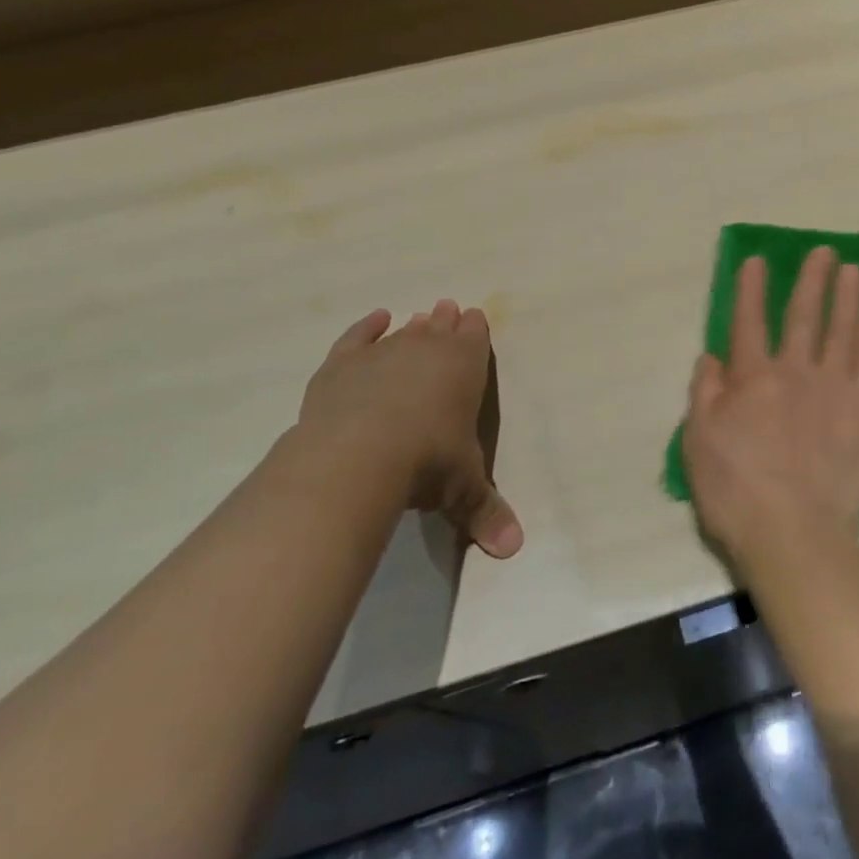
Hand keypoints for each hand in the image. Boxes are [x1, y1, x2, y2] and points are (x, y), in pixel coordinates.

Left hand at [299, 301, 522, 558]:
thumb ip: (487, 512)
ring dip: (414, 325)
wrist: (357, 456)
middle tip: (448, 308)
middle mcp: (427, 349)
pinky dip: (366, 327)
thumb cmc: (426, 463)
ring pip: (404, 332)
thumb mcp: (463, 489)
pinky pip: (358, 337)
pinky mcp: (343, 364)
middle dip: (446, 320)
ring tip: (419, 318)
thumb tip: (515, 549)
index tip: (475, 318)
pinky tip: (375, 320)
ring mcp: (383, 352)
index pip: (475, 337)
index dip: (476, 329)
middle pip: (440, 327)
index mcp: (465, 366)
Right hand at [682, 248, 858, 577]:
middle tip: (824, 251)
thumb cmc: (736, 492)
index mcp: (752, 378)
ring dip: (848, 297)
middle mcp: (795, 372)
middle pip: (804, 315)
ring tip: (854, 270)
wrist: (795, 536)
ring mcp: (835, 390)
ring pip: (843, 331)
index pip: (749, 321)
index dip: (751, 288)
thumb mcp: (698, 443)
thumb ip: (704, 394)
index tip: (758, 259)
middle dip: (812, 279)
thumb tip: (712, 357)